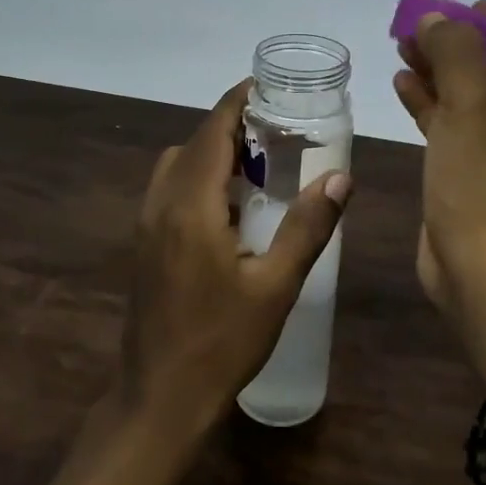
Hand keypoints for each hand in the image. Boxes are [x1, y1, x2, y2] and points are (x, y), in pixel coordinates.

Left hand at [122, 81, 352, 433]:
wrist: (160, 398)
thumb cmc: (222, 343)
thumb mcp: (276, 286)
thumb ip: (308, 227)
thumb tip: (341, 178)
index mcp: (190, 205)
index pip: (213, 130)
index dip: (239, 101)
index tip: (271, 87)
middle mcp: (160, 204)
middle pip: (195, 143)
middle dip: (233, 126)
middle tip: (280, 130)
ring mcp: (146, 225)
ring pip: (179, 165)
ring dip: (214, 153)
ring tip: (260, 165)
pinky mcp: (145, 244)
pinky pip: (171, 190)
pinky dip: (200, 178)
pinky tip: (232, 207)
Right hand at [394, 2, 485, 374]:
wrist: (480, 268)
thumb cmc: (485, 181)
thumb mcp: (472, 104)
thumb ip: (455, 51)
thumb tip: (436, 20)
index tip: (461, 13)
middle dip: (461, 42)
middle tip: (418, 28)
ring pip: (471, 92)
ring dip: (440, 68)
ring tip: (401, 48)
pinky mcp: (469, 169)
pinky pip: (451, 123)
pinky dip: (429, 101)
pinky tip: (400, 84)